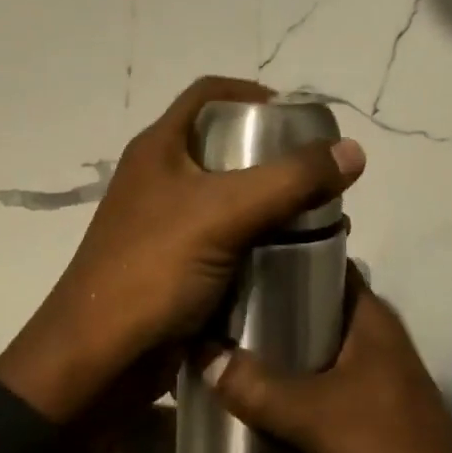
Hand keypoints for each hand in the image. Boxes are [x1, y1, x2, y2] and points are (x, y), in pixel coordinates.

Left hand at [0, 76, 365, 432]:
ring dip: (268, 203)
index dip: (251, 93)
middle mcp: (159, 178)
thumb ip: (290, 180)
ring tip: (315, 215)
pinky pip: (224, 239)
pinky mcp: (174, 265)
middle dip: (271, 155)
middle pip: (221, 147)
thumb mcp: (224, 213)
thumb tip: (353, 150)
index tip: (297, 116)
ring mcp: (164, 224)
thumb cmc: (153, 269)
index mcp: (158, 149)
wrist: (98, 359)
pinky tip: (290, 256)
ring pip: (226, 197)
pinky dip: (256, 241)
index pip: (207, 94)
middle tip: (316, 173)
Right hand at [203, 272, 451, 452]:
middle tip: (203, 298)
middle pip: (302, 312)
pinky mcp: (338, 425)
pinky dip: (264, 394)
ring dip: (257, 356)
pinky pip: (293, 397)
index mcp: (370, 322)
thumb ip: (261, 386)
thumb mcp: (323, 417)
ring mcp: (350, 386)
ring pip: (295, 357)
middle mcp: (361, 344)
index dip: (282, 253)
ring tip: (200, 336)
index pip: (323, 266)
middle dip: (258, 308)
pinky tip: (221, 388)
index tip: (230, 249)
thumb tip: (200, 353)